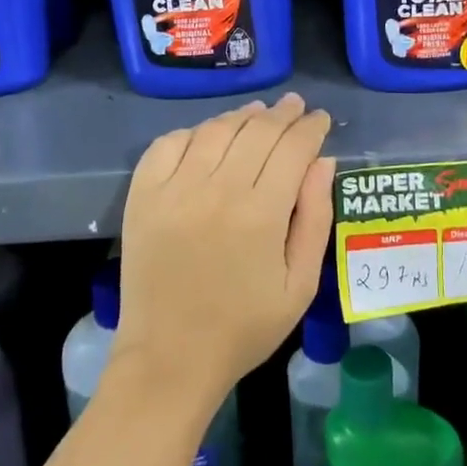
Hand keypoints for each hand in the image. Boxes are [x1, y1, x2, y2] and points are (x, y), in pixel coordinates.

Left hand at [113, 93, 333, 405]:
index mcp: (261, 213)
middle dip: (282, 114)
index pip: (292, 148)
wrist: (169, 359)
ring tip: (258, 112)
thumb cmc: (244, 327)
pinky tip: (209, 136)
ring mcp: (174, 189)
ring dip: (242, 115)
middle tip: (295, 106)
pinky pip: (169, 143)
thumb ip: (315, 218)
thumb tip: (323, 162)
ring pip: (215, 130)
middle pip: (257, 130)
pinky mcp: (143, 195)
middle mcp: (217, 189)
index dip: (310, 127)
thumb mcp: (300, 285)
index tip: (319, 119)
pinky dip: (193, 132)